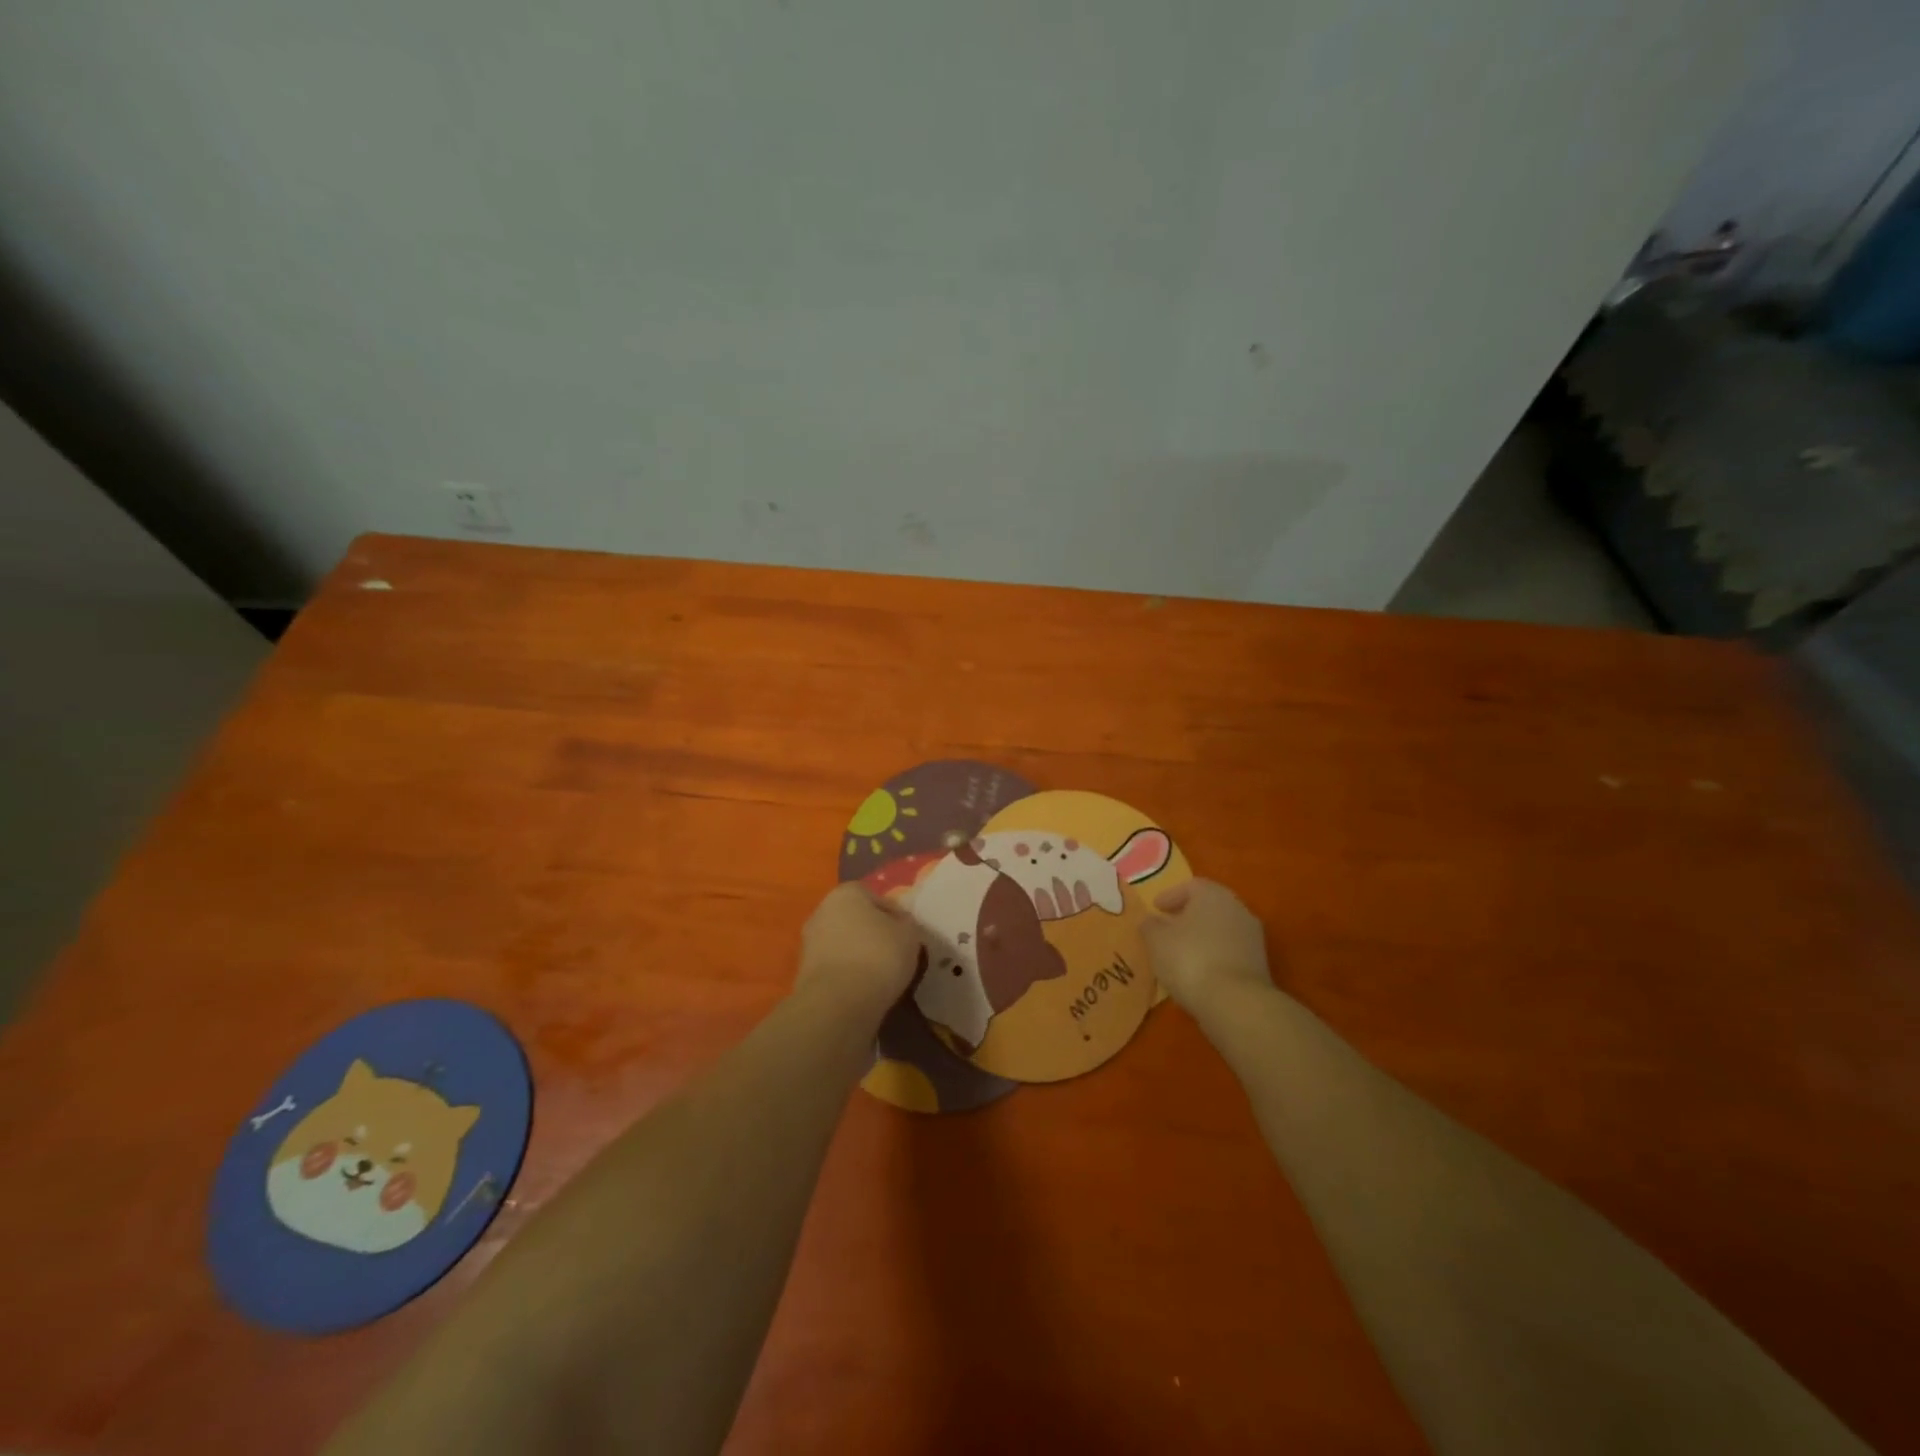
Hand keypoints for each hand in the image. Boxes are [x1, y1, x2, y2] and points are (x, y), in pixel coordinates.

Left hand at [797, 882, 921, 1014]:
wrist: (838, 1003)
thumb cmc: (878, 956)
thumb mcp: (909, 935)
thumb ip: (905, 924)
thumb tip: (899, 925)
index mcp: (846, 893)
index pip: (876, 898)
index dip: (894, 916)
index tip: (906, 935)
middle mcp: (822, 910)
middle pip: (855, 919)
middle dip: (872, 933)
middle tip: (894, 953)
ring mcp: (809, 942)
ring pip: (843, 944)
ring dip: (858, 955)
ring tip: (880, 976)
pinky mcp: (803, 972)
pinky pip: (834, 967)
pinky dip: (847, 975)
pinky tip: (863, 989)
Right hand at [1142, 879, 1271, 1013]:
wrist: (1236, 1002)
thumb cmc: (1190, 959)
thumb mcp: (1156, 940)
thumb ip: (1150, 926)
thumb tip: (1150, 921)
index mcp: (1213, 894)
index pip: (1191, 886)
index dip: (1170, 896)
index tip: (1156, 908)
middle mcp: (1237, 909)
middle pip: (1209, 907)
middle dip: (1187, 916)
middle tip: (1167, 928)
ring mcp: (1252, 937)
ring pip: (1221, 930)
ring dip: (1202, 938)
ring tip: (1180, 954)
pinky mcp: (1259, 965)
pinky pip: (1230, 952)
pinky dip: (1214, 956)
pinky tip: (1199, 971)